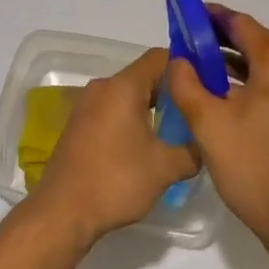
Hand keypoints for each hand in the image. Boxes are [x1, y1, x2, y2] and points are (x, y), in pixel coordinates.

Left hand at [27, 47, 199, 247]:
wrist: (62, 211)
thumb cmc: (116, 181)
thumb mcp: (165, 168)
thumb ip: (192, 151)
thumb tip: (204, 145)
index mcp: (123, 87)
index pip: (160, 57)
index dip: (186, 67)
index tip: (205, 85)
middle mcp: (103, 88)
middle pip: (144, 76)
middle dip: (171, 91)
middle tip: (196, 112)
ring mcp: (87, 106)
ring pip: (128, 95)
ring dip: (151, 108)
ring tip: (176, 131)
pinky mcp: (79, 125)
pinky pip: (113, 110)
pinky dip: (132, 119)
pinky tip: (146, 145)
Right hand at [166, 9, 268, 268]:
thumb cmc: (257, 171)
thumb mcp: (209, 126)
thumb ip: (187, 85)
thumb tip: (179, 60)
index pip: (241, 24)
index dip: (210, 19)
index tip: (186, 19)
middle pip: (258, 44)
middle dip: (222, 45)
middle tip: (189, 54)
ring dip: (240, 68)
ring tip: (206, 78)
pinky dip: (260, 86)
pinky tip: (236, 103)